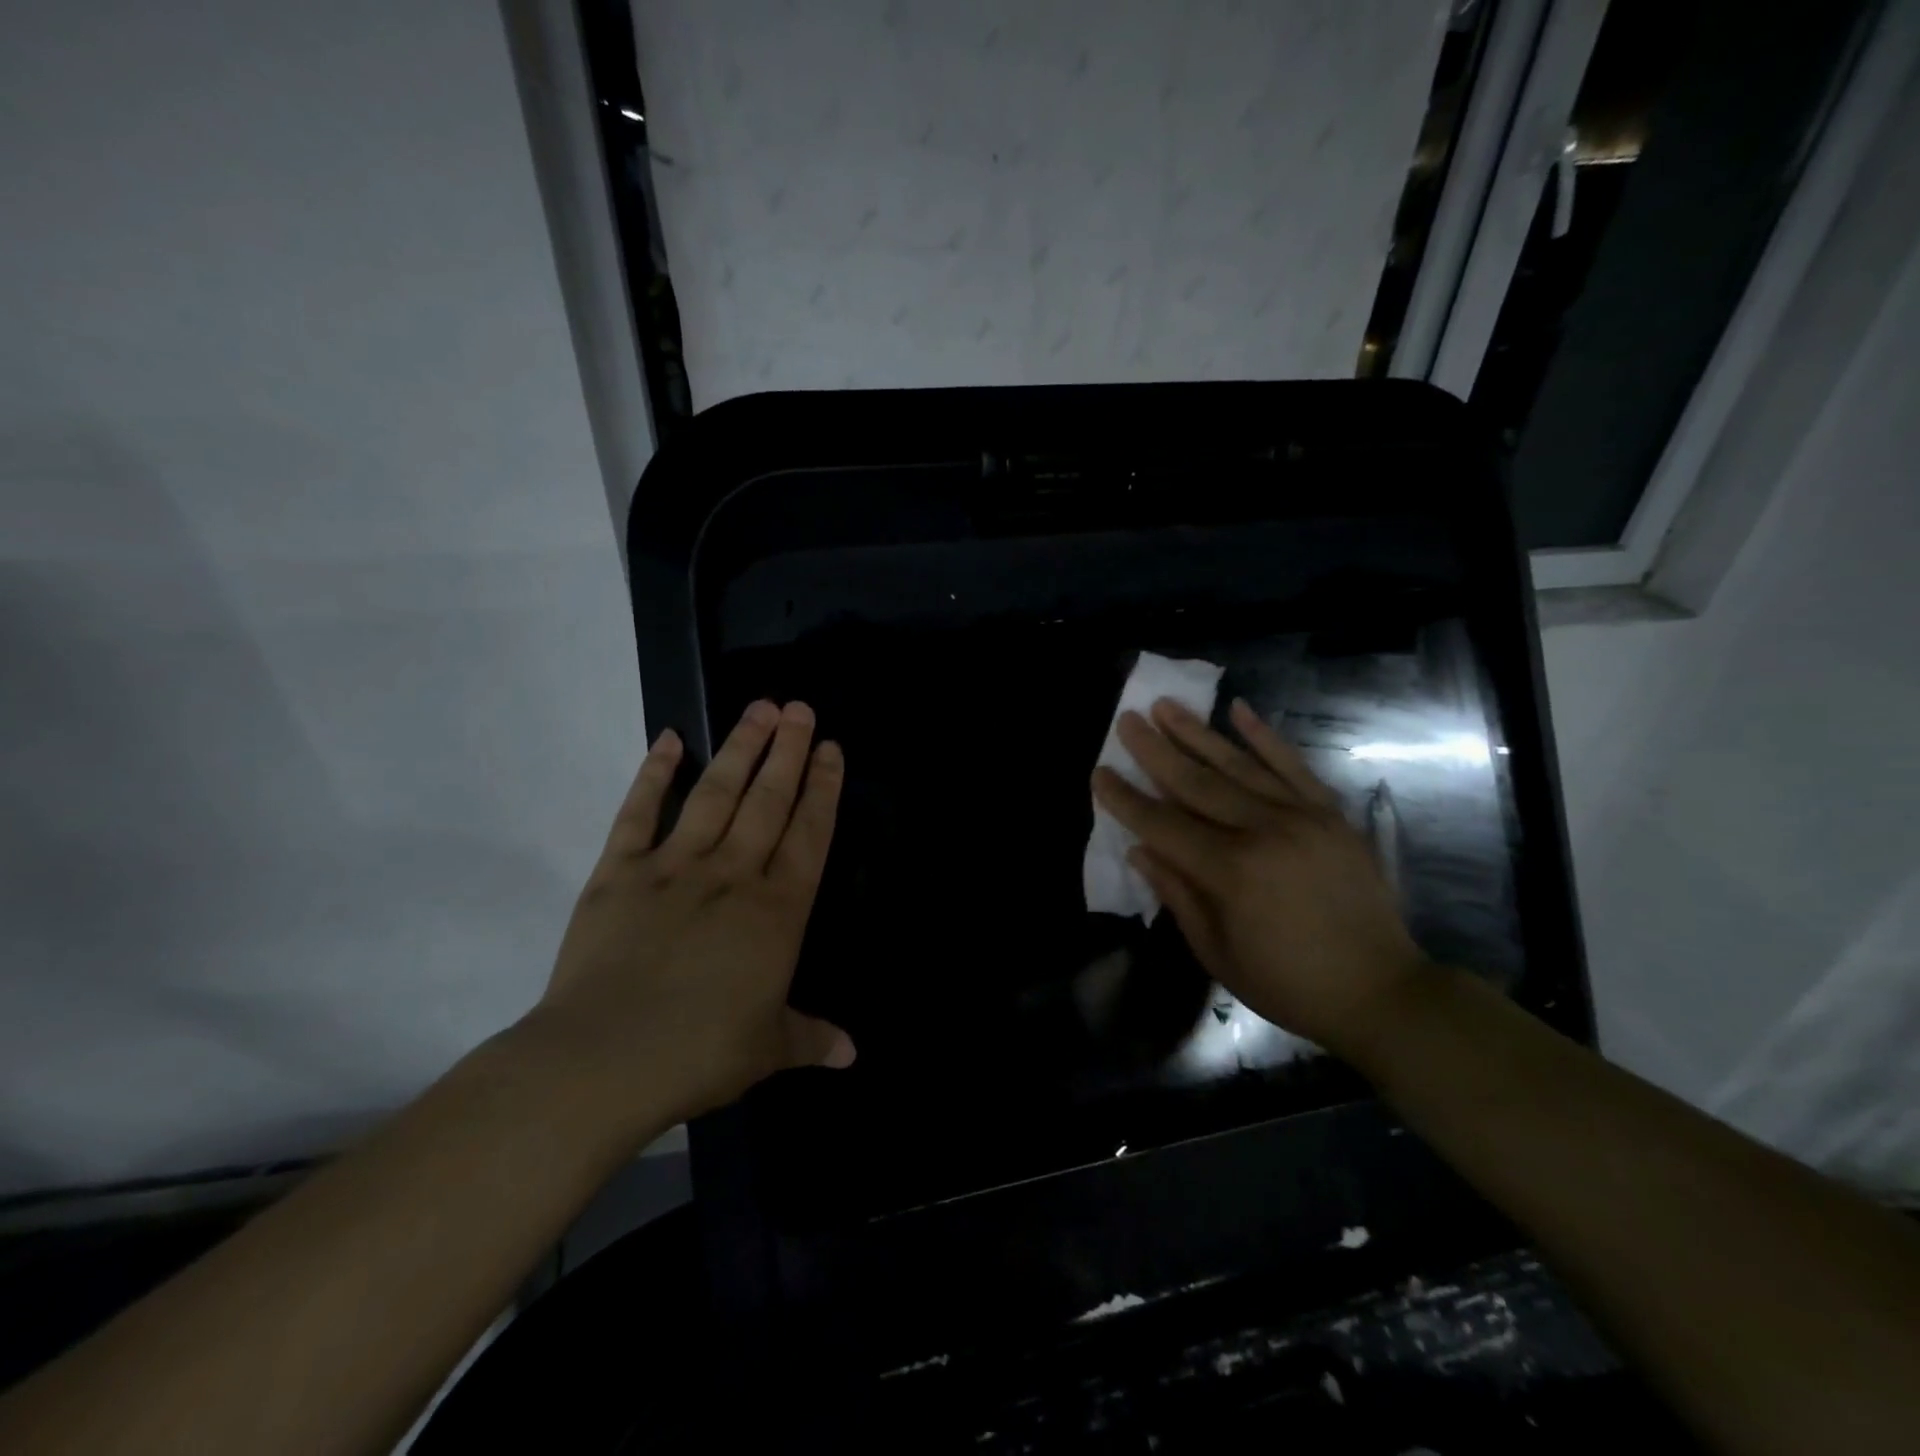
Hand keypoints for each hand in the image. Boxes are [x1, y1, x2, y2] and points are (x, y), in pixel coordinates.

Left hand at [530, 700, 852, 1134]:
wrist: (602, 1061)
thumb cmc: (698, 1054)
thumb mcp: (767, 1049)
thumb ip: (811, 1038)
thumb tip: (853, 1052)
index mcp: (775, 911)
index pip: (809, 835)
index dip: (823, 788)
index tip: (830, 747)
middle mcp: (732, 875)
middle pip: (768, 800)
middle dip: (788, 751)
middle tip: (799, 707)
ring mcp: (674, 867)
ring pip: (716, 794)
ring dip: (740, 749)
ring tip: (758, 708)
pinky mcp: (619, 873)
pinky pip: (638, 813)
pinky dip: (653, 774)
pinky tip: (669, 740)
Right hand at [1091, 696, 1428, 1057]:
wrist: (1381, 991)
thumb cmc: (1288, 984)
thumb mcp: (1217, 952)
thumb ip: (1177, 894)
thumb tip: (1141, 849)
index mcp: (1230, 872)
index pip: (1163, 824)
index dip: (1126, 800)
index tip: (1099, 772)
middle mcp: (1263, 831)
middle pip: (1196, 782)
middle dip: (1155, 750)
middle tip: (1127, 720)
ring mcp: (1302, 816)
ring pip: (1238, 764)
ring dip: (1197, 732)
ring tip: (1166, 705)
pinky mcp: (1331, 813)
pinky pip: (1293, 765)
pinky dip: (1265, 736)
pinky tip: (1239, 709)